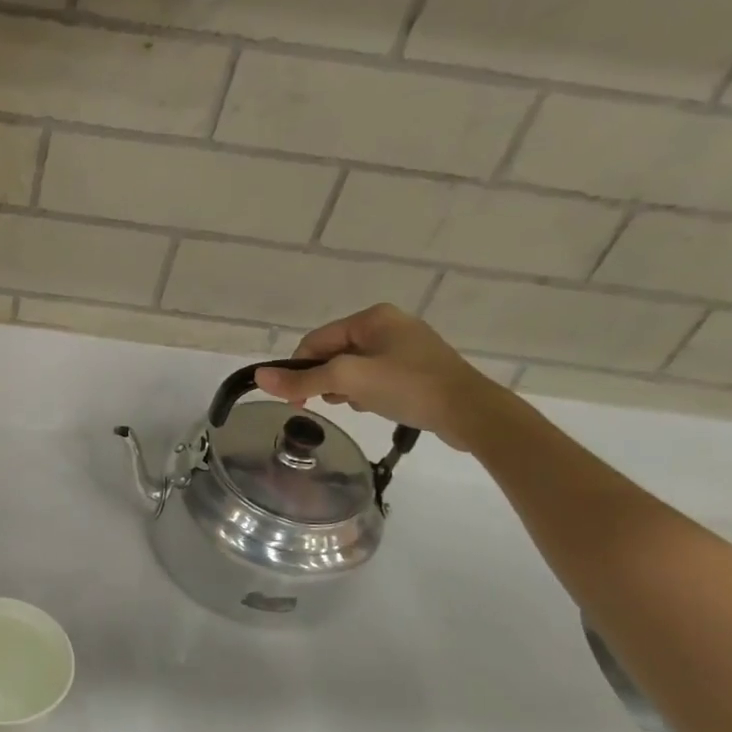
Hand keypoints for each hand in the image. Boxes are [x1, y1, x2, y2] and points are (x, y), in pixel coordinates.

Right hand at [253, 303, 507, 451]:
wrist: (472, 414)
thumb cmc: (408, 387)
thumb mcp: (348, 381)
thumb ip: (303, 378)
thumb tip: (259, 376)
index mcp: (372, 317)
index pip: (316, 340)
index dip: (300, 369)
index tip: (296, 400)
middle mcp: (390, 324)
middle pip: (334, 353)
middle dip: (325, 379)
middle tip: (326, 404)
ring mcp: (408, 346)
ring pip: (355, 367)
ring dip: (346, 388)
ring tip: (356, 406)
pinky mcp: (420, 369)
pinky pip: (377, 376)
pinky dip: (368, 391)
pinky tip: (375, 406)